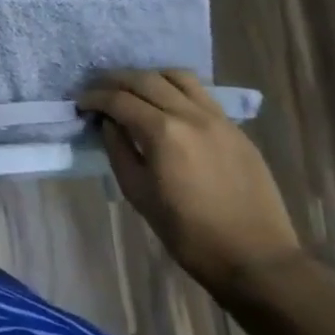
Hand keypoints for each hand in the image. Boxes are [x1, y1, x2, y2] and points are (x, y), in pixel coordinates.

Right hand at [78, 71, 303, 298]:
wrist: (255, 257)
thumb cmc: (187, 232)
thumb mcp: (138, 192)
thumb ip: (118, 149)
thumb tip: (109, 123)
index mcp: (163, 132)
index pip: (119, 100)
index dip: (94, 98)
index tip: (80, 103)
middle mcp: (191, 115)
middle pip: (145, 80)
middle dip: (115, 80)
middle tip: (97, 90)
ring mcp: (219, 119)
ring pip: (178, 77)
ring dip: (149, 77)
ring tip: (133, 91)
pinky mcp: (236, 129)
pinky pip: (201, 94)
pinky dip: (176, 89)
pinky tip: (166, 106)